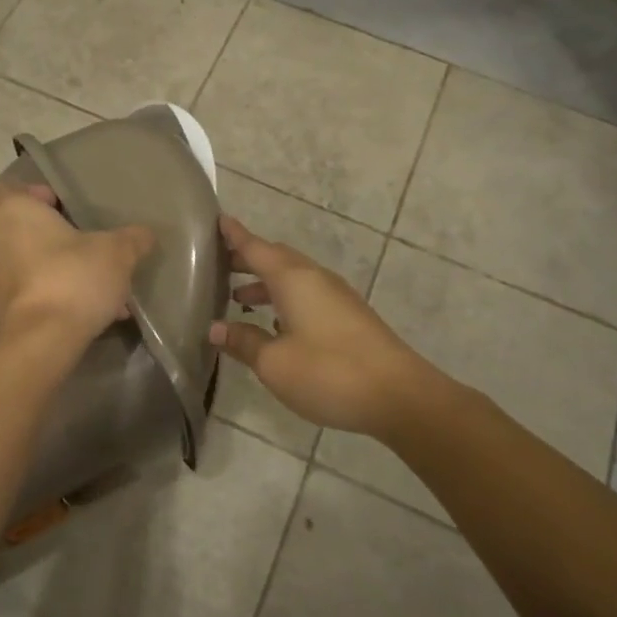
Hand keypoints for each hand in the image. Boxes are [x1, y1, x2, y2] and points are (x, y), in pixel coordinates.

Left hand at [0, 180, 155, 349]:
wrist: (40, 342)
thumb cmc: (72, 278)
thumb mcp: (116, 253)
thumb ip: (132, 238)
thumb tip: (145, 234)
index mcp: (9, 211)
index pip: (5, 188)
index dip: (34, 194)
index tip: (63, 209)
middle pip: (17, 228)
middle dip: (49, 237)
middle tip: (84, 247)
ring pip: (21, 263)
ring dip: (51, 270)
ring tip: (92, 287)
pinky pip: (22, 293)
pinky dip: (46, 296)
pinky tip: (83, 313)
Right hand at [209, 215, 437, 436]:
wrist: (400, 396)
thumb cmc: (329, 372)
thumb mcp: (274, 363)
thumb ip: (244, 342)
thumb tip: (216, 328)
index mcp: (294, 280)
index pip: (256, 248)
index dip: (235, 236)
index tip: (218, 220)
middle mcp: (316, 279)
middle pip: (277, 259)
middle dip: (249, 260)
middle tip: (221, 266)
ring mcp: (337, 297)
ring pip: (294, 279)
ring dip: (267, 284)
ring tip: (240, 299)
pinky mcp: (350, 318)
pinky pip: (309, 296)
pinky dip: (286, 300)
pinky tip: (276, 326)